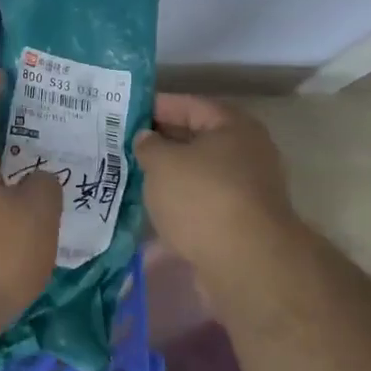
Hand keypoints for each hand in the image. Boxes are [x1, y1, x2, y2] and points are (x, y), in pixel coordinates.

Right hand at [134, 94, 295, 278]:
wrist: (246, 265)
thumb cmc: (203, 198)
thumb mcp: (162, 163)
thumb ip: (148, 145)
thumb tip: (146, 138)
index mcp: (233, 127)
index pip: (189, 105)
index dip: (156, 106)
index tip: (126, 113)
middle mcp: (246, 154)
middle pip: (196, 140)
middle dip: (160, 143)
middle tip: (123, 145)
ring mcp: (246, 191)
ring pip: (198, 175)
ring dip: (169, 177)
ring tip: (131, 177)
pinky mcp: (239, 224)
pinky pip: (201, 205)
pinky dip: (178, 206)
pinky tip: (150, 212)